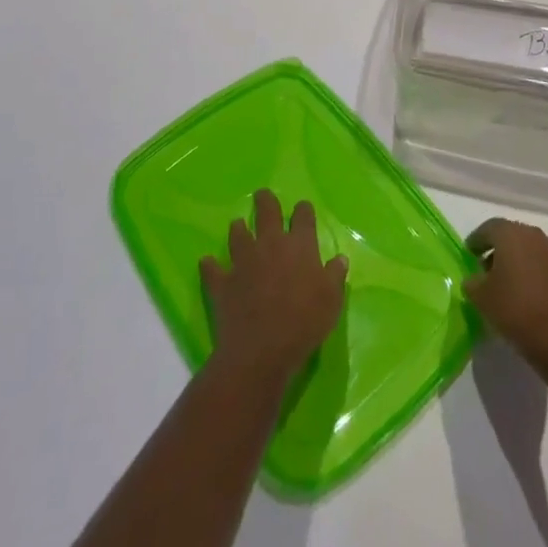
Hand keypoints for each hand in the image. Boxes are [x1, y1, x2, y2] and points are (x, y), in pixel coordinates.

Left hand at [201, 189, 347, 380]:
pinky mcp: (223, 282)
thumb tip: (340, 259)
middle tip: (262, 195)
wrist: (261, 350)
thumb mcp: (331, 301)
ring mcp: (243, 261)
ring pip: (238, 234)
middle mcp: (270, 244)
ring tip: (238, 225)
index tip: (303, 209)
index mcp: (299, 245)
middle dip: (265, 200)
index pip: (303, 216)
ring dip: (238, 229)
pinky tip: (207, 262)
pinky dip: (210, 265)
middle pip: (267, 211)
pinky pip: (212, 269)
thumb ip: (335, 276)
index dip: (303, 210)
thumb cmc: (304, 323)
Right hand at [464, 218, 547, 371]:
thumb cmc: (516, 311)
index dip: (476, 241)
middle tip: (483, 270)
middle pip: (508, 235)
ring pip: (526, 249)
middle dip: (495, 250)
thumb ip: (472, 282)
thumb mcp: (481, 298)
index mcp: (510, 233)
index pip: (488, 228)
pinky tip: (522, 294)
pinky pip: (539, 263)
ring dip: (513, 261)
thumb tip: (475, 278)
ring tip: (503, 285)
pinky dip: (528, 271)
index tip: (468, 255)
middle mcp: (532, 234)